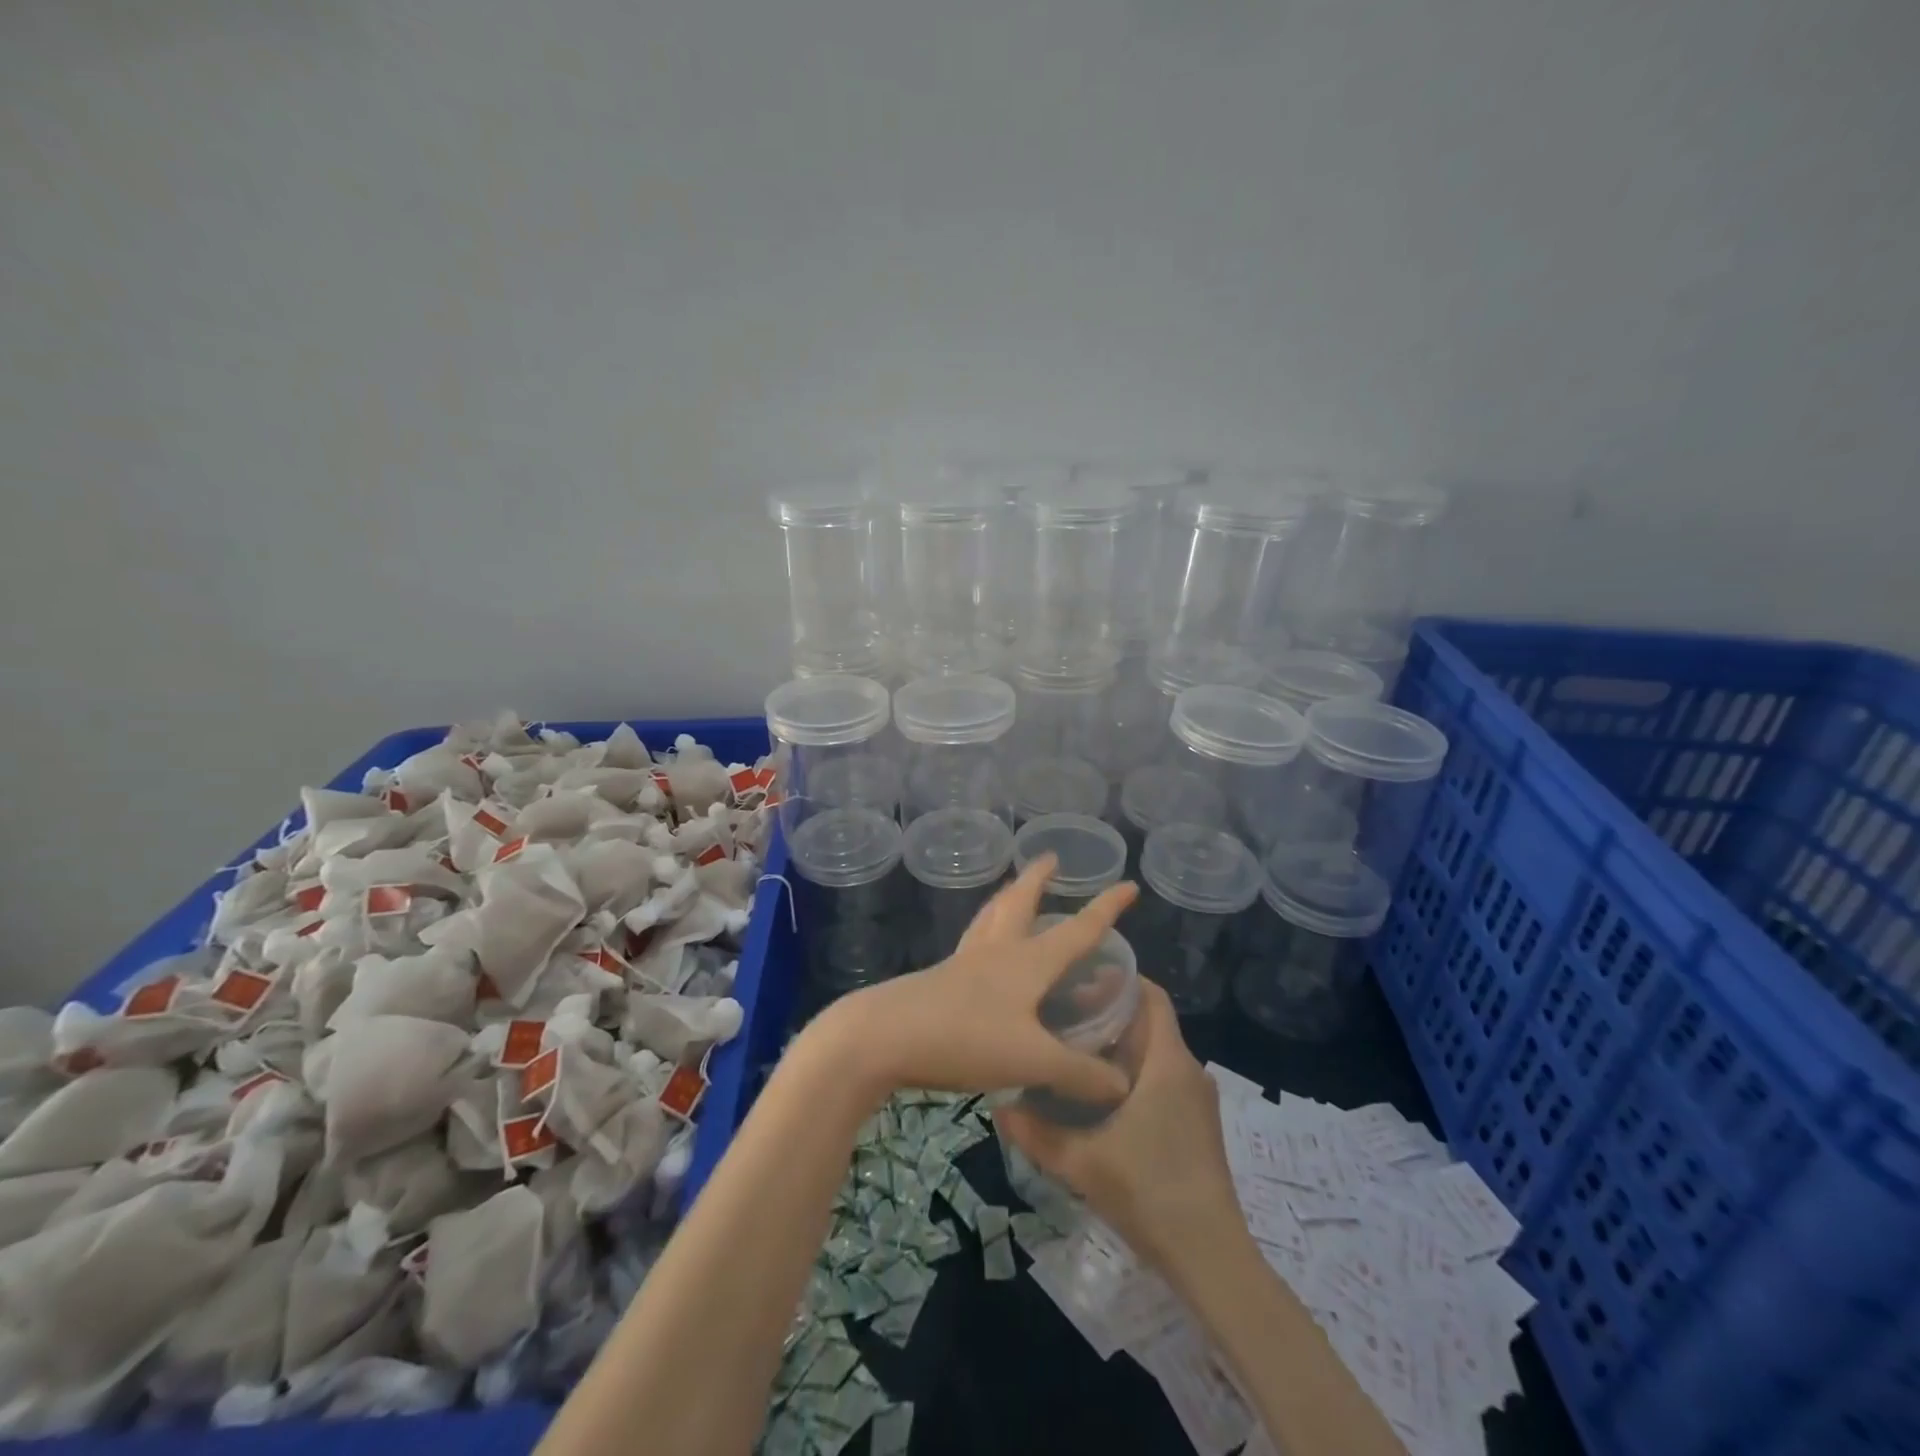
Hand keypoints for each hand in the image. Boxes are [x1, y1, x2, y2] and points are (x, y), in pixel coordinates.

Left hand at [819, 852, 1137, 1107]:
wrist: (884, 1036)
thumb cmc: (965, 1038)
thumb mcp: (1031, 1060)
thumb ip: (1079, 1073)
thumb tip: (1121, 1085)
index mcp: (1026, 962)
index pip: (1077, 929)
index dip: (1106, 909)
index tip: (1127, 885)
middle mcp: (996, 951)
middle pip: (1020, 903)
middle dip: (1038, 880)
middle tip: (1049, 859)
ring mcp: (964, 962)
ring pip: (990, 917)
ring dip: (1007, 898)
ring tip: (1013, 888)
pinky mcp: (939, 978)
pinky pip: (971, 944)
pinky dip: (984, 931)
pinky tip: (979, 947)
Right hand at [994, 979, 1243, 1272]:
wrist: (1210, 1258)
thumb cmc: (1150, 1192)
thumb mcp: (1082, 1162)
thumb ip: (1036, 1133)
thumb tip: (998, 1107)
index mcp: (1168, 1061)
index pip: (1151, 995)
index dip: (1119, 978)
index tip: (1078, 976)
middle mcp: (1188, 1069)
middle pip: (1148, 1021)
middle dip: (1108, 1011)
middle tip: (1061, 1012)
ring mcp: (1196, 1099)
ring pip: (1154, 1052)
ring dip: (1118, 1044)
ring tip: (1071, 1047)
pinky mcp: (1196, 1123)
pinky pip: (1161, 1077)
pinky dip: (1132, 1071)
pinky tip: (1097, 1093)